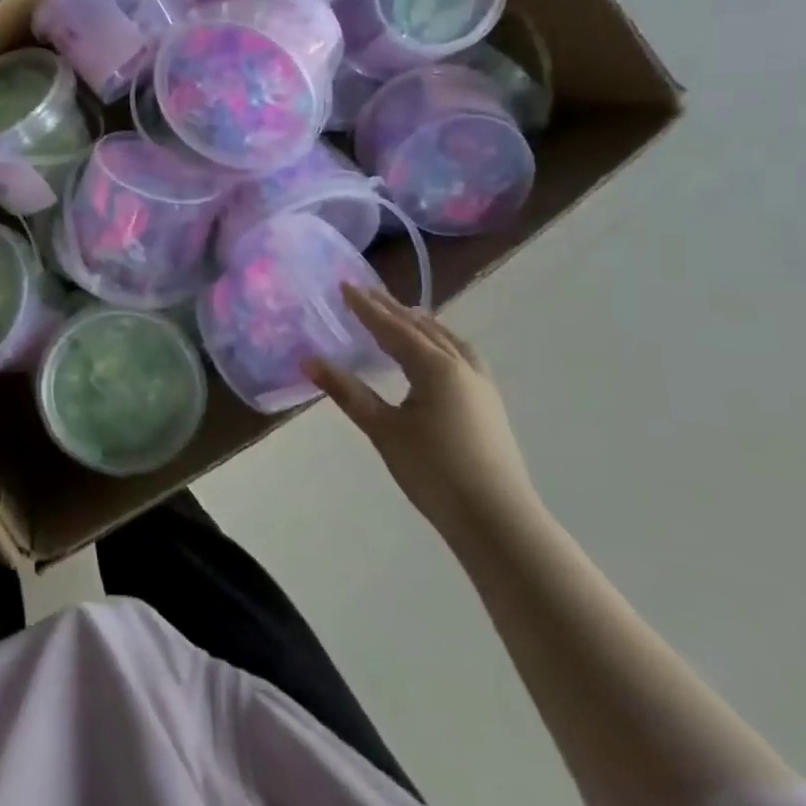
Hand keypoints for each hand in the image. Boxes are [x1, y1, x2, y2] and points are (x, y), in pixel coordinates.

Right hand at [304, 288, 540, 545]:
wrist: (497, 520)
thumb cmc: (434, 471)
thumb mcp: (383, 429)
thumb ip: (347, 392)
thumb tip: (309, 360)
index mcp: (435, 367)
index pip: (393, 328)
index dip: (367, 307)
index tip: (345, 284)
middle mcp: (462, 366)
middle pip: (422, 328)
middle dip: (393, 310)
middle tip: (367, 292)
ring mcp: (481, 385)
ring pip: (448, 340)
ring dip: (422, 324)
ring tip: (403, 315)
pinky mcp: (488, 404)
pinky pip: (461, 355)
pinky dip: (441, 342)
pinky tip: (436, 355)